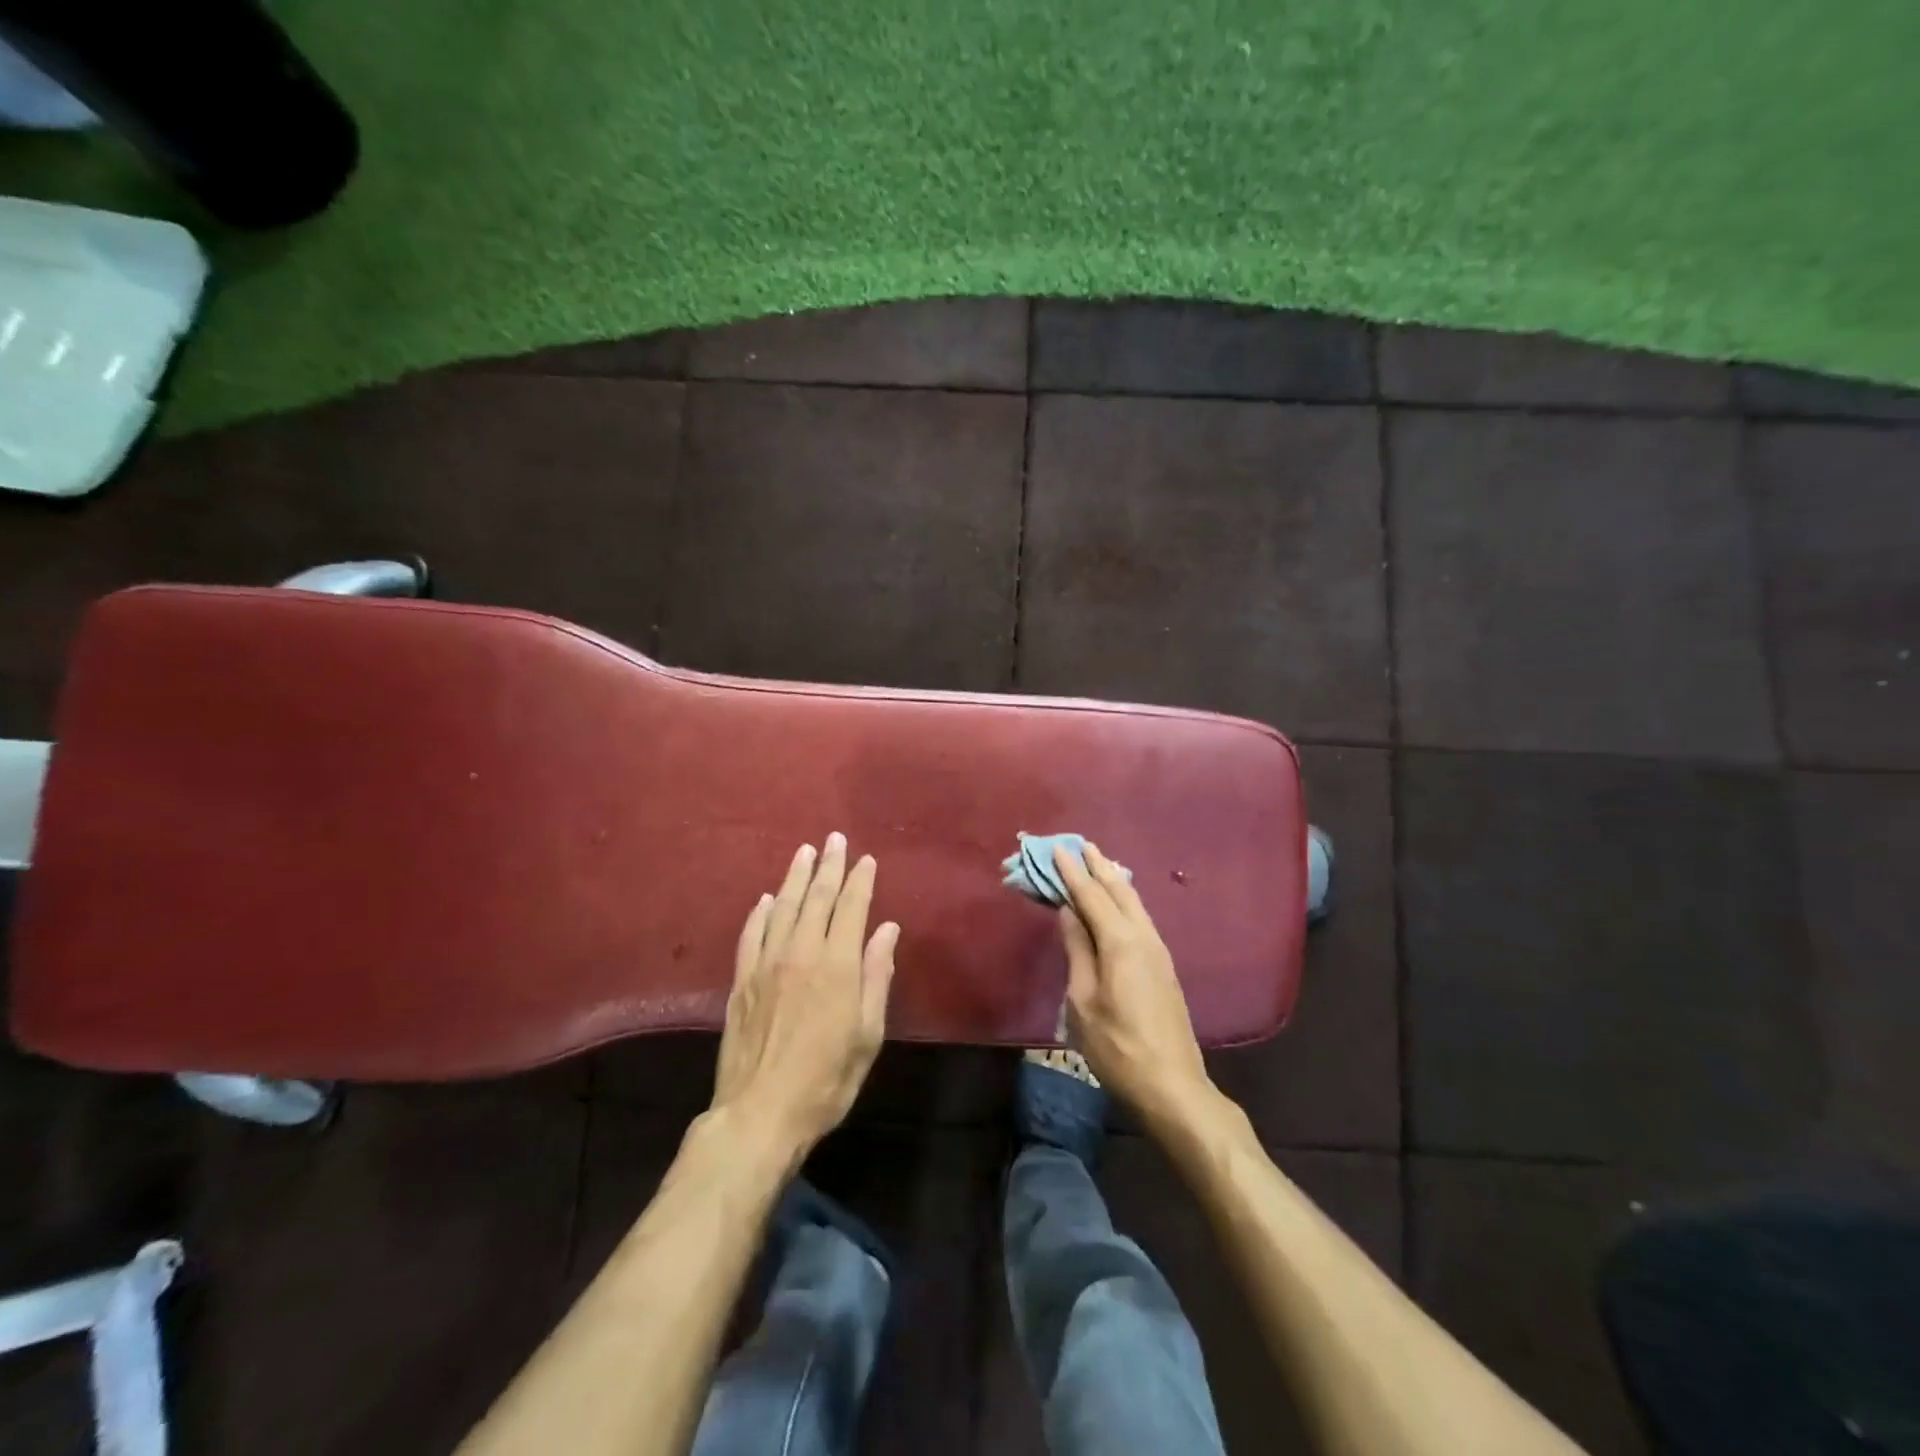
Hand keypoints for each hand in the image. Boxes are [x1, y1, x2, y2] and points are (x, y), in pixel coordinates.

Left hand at [711, 834, 898, 1161]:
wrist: (759, 1114)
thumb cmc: (826, 1080)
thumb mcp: (867, 1035)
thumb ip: (877, 977)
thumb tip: (887, 929)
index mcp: (837, 966)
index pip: (851, 908)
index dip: (860, 881)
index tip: (866, 859)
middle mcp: (800, 954)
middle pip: (816, 899)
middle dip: (829, 866)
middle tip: (835, 840)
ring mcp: (765, 965)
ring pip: (781, 908)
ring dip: (794, 878)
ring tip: (804, 853)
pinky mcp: (741, 981)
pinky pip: (750, 935)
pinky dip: (759, 913)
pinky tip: (765, 900)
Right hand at [1053, 842, 1213, 1130]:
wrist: (1172, 1086)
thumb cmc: (1117, 1046)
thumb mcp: (1082, 1001)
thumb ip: (1077, 950)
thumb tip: (1069, 911)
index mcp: (1120, 942)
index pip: (1091, 896)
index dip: (1072, 872)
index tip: (1057, 849)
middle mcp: (1143, 937)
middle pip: (1119, 890)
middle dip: (1097, 866)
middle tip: (1080, 845)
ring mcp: (1158, 951)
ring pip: (1134, 902)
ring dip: (1114, 880)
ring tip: (1098, 863)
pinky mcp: (1163, 966)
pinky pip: (1140, 917)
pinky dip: (1125, 899)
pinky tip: (1119, 901)